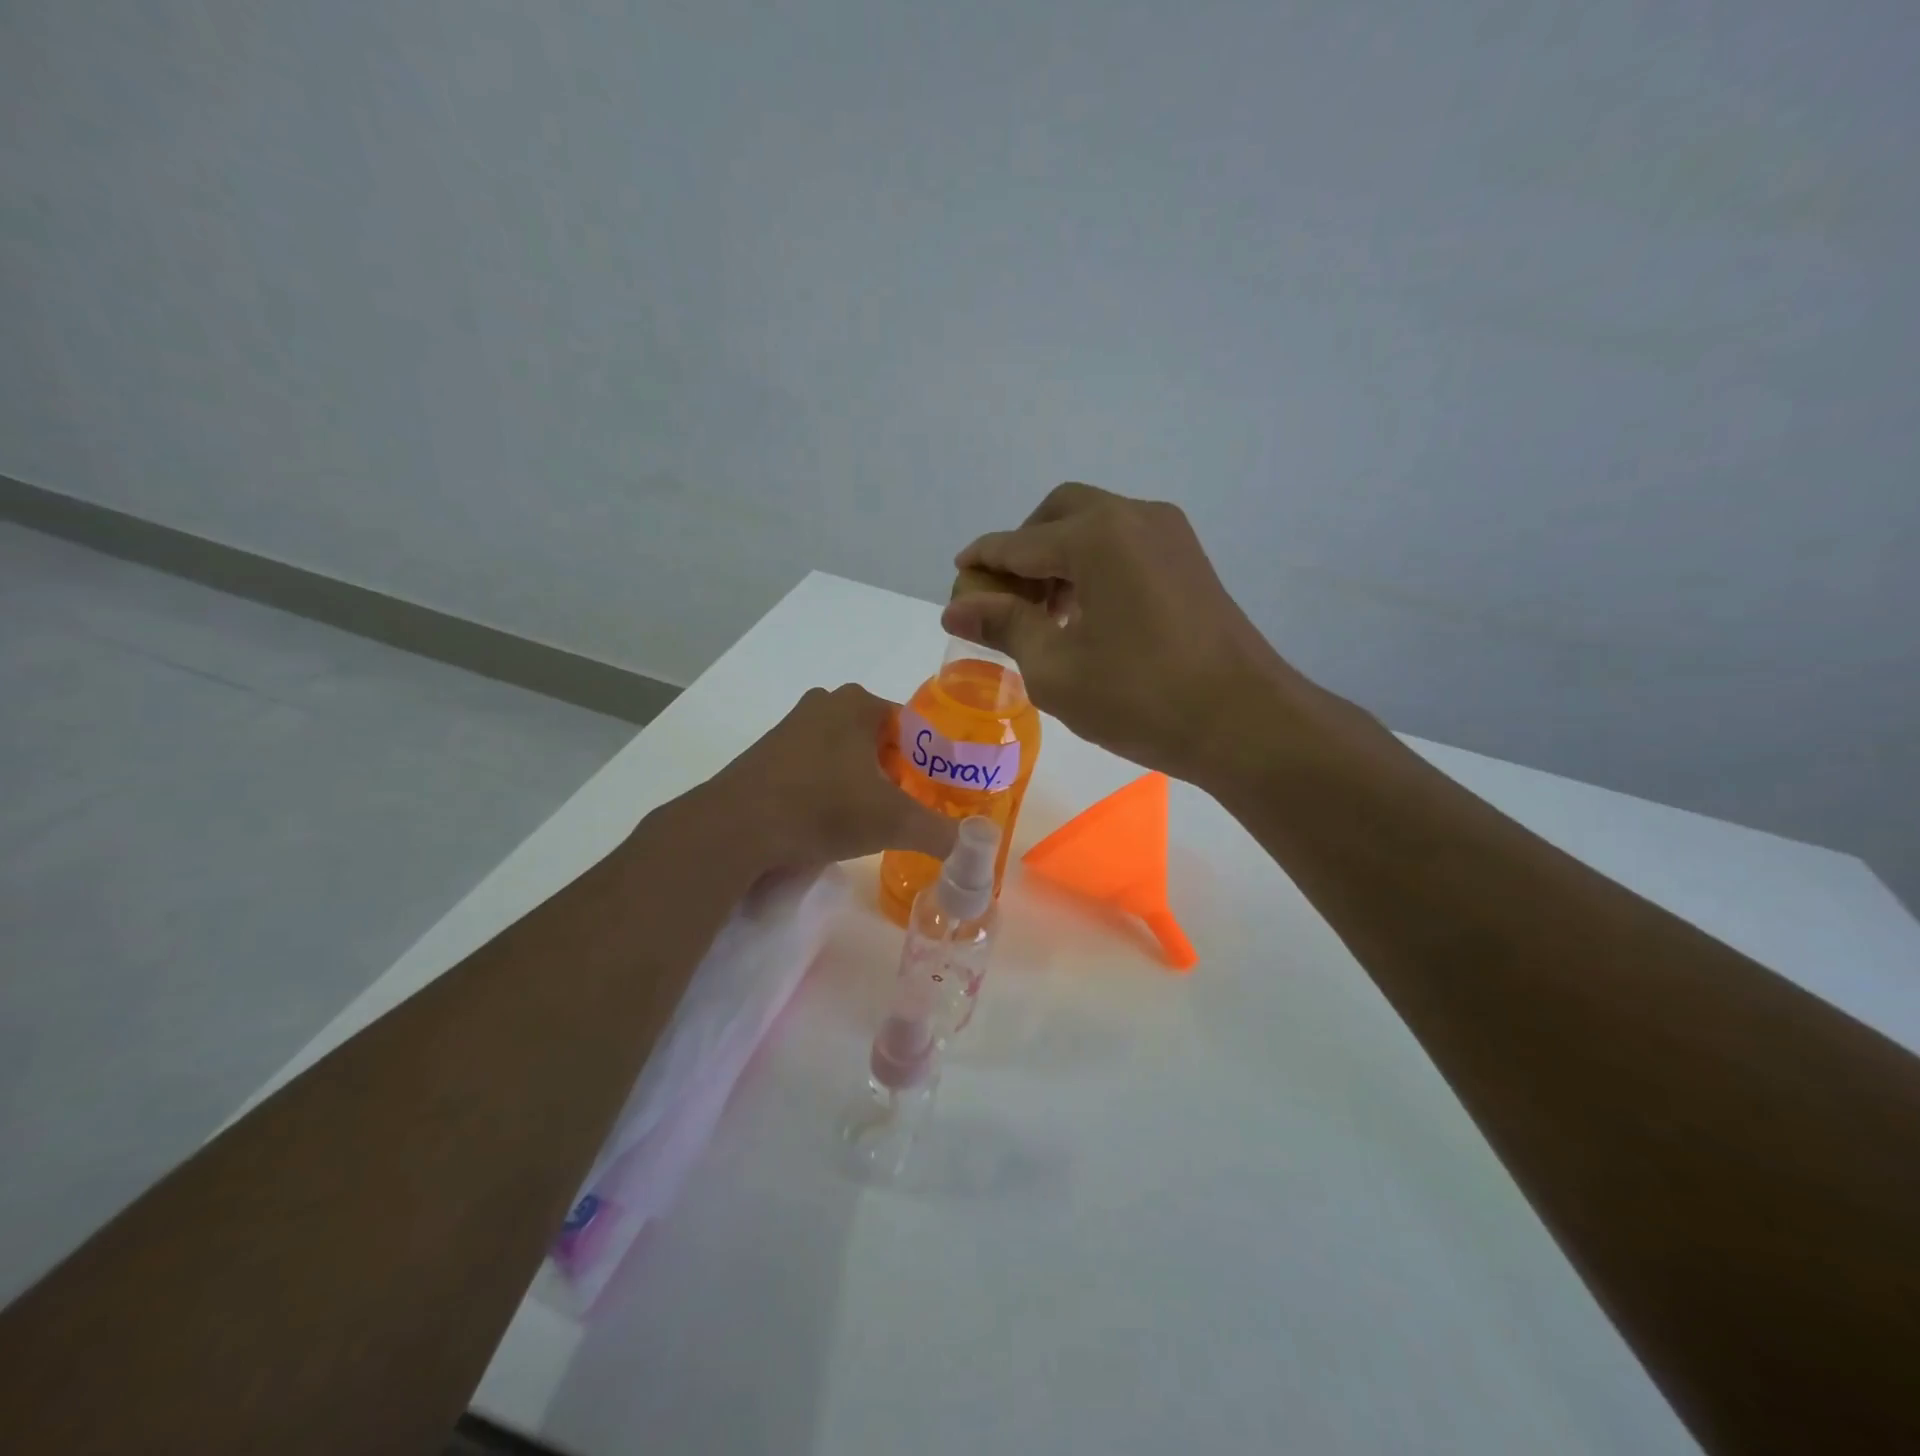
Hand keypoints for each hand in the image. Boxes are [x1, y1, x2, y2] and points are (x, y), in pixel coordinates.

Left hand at [703, 683, 959, 869]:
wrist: (737, 828)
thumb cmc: (823, 808)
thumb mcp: (893, 822)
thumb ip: (940, 831)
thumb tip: (973, 847)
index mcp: (859, 703)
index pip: (915, 726)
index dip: (932, 761)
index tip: (939, 794)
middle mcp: (825, 703)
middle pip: (882, 739)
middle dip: (899, 773)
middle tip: (911, 809)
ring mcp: (792, 726)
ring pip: (848, 753)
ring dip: (865, 781)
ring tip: (874, 820)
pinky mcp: (768, 754)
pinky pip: (817, 766)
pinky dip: (832, 788)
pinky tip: (832, 820)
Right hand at [944, 483, 1327, 786]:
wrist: (1244, 722)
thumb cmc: (1141, 698)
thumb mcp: (1056, 669)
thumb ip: (1003, 627)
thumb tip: (956, 608)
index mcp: (1095, 536)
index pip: (1017, 543)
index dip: (981, 563)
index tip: (956, 582)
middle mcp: (1133, 516)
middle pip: (1058, 515)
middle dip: (1022, 550)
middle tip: (1004, 600)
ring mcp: (1169, 534)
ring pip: (1094, 527)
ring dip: (1058, 559)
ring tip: (1042, 616)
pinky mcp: (1189, 560)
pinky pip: (1124, 545)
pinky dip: (1093, 566)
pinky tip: (1084, 615)